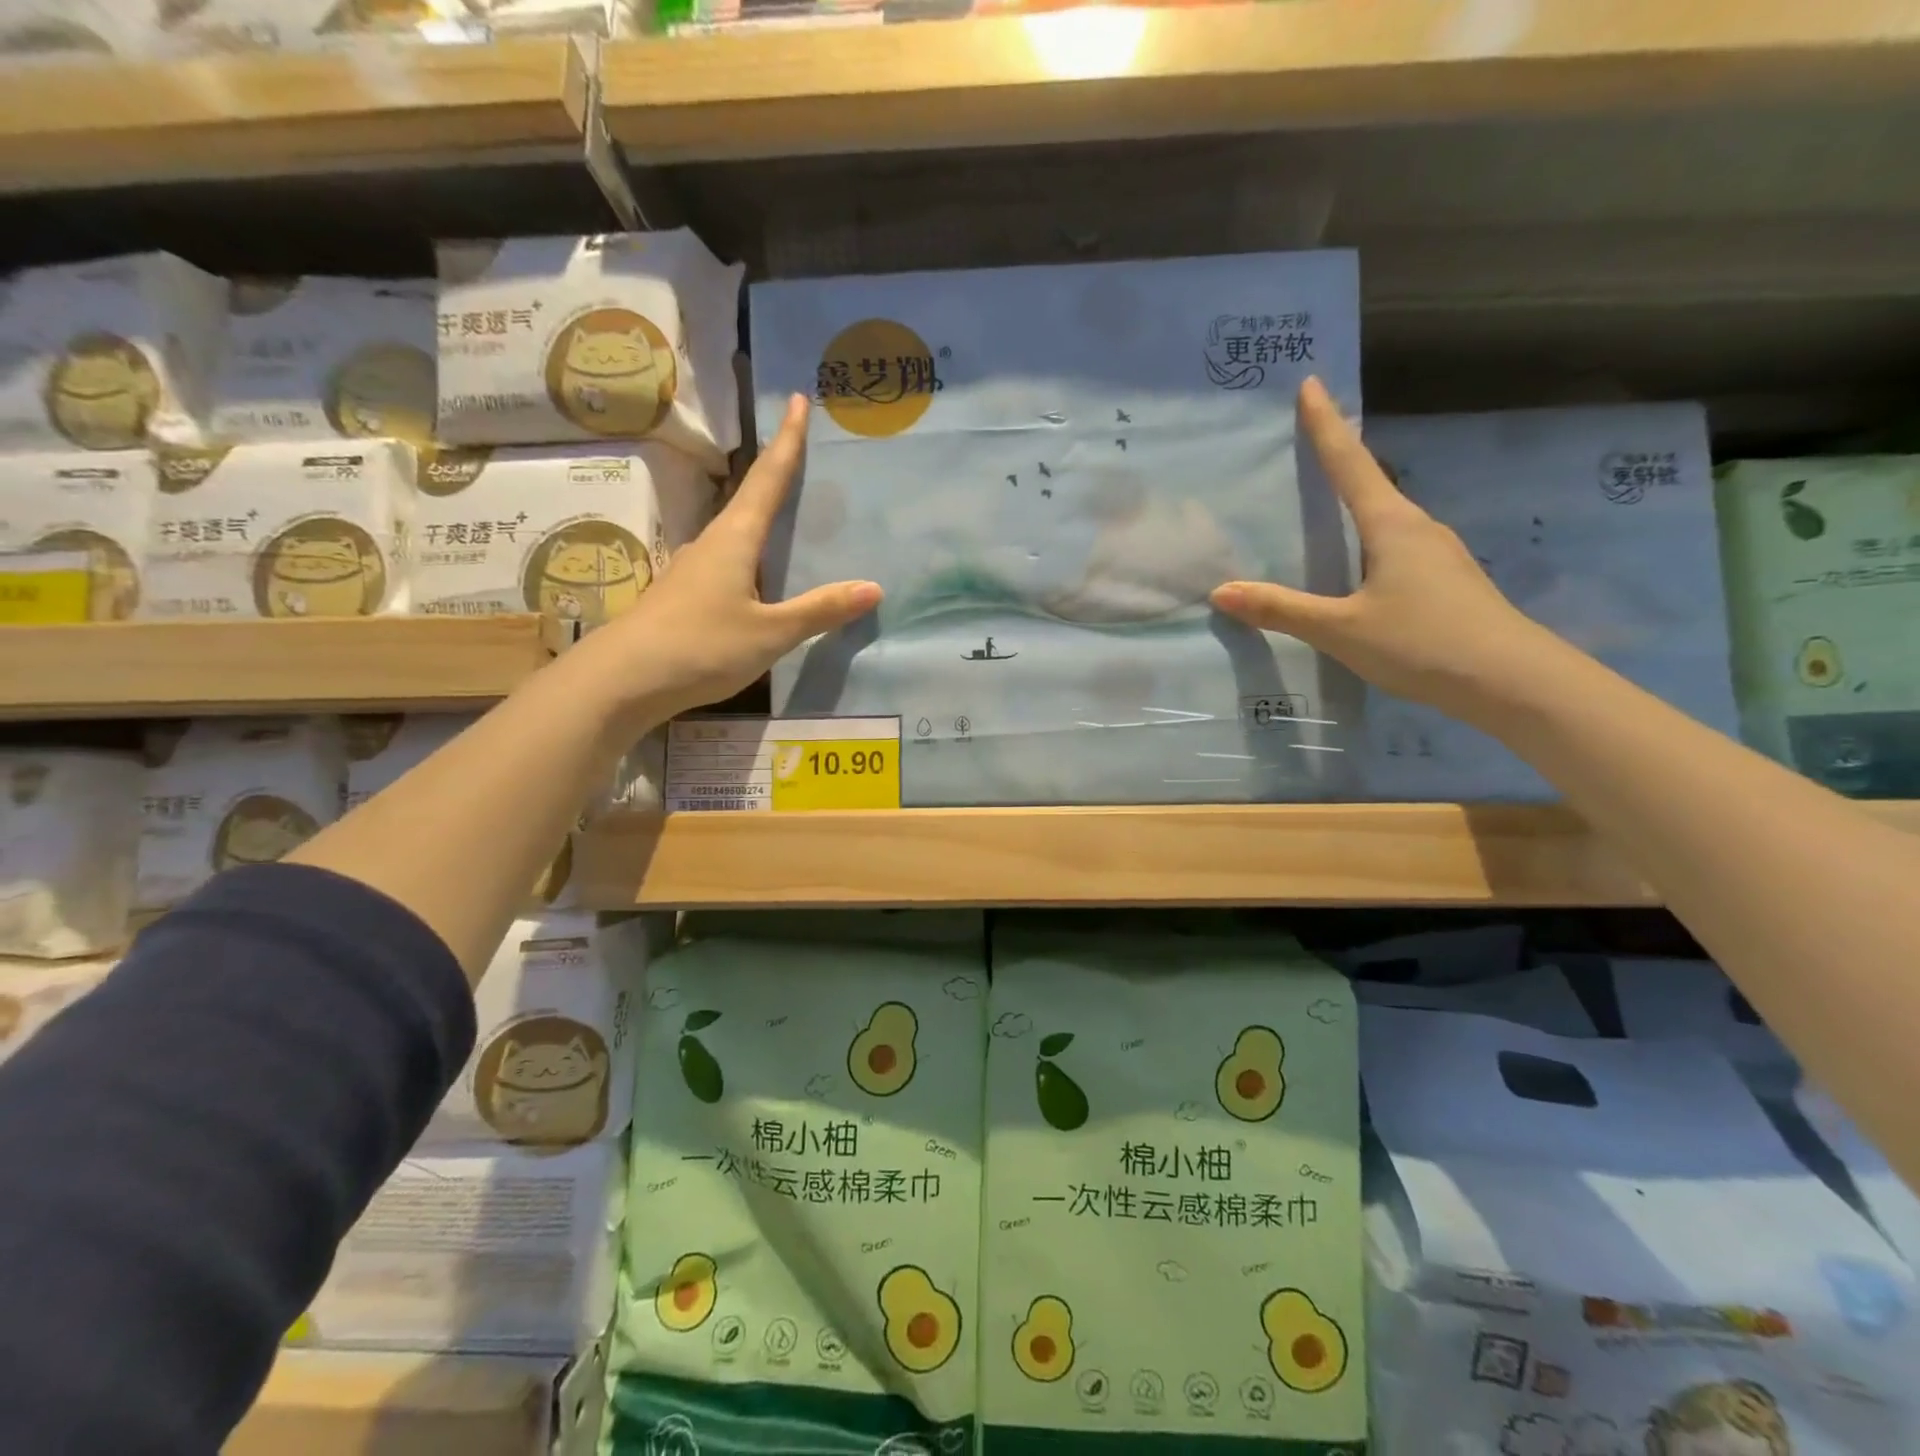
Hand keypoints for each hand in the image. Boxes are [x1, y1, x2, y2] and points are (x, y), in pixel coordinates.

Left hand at [575, 394, 881, 727]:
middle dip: (776, 475)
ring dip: (762, 519)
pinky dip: (752, 557)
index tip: (799, 403)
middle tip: (804, 456)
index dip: (787, 442)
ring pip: (737, 534)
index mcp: (735, 539)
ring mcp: (693, 570)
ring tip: (791, 520)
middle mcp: (712, 544)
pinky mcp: (685, 597)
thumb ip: (819, 610)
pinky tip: (762, 579)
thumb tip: (873, 587)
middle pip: (749, 499)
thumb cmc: (701, 646)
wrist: (623, 679)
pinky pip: (729, 564)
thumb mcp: (770, 633)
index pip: (767, 479)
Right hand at [1210, 377, 1564, 726]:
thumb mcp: (1341, 630)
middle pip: (1371, 485)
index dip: (1327, 426)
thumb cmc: (1423, 642)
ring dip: (1355, 507)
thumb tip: (1221, 591)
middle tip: (1305, 448)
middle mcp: (1418, 528)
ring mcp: (1437, 555)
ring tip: (1323, 511)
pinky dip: (1368, 542)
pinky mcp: (1446, 581)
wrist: (1512, 681)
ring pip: (1386, 520)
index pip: (1350, 464)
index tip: (1311, 385)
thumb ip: (1282, 610)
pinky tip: (1355, 568)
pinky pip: (1396, 547)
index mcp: (1392, 525)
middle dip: (1339, 463)